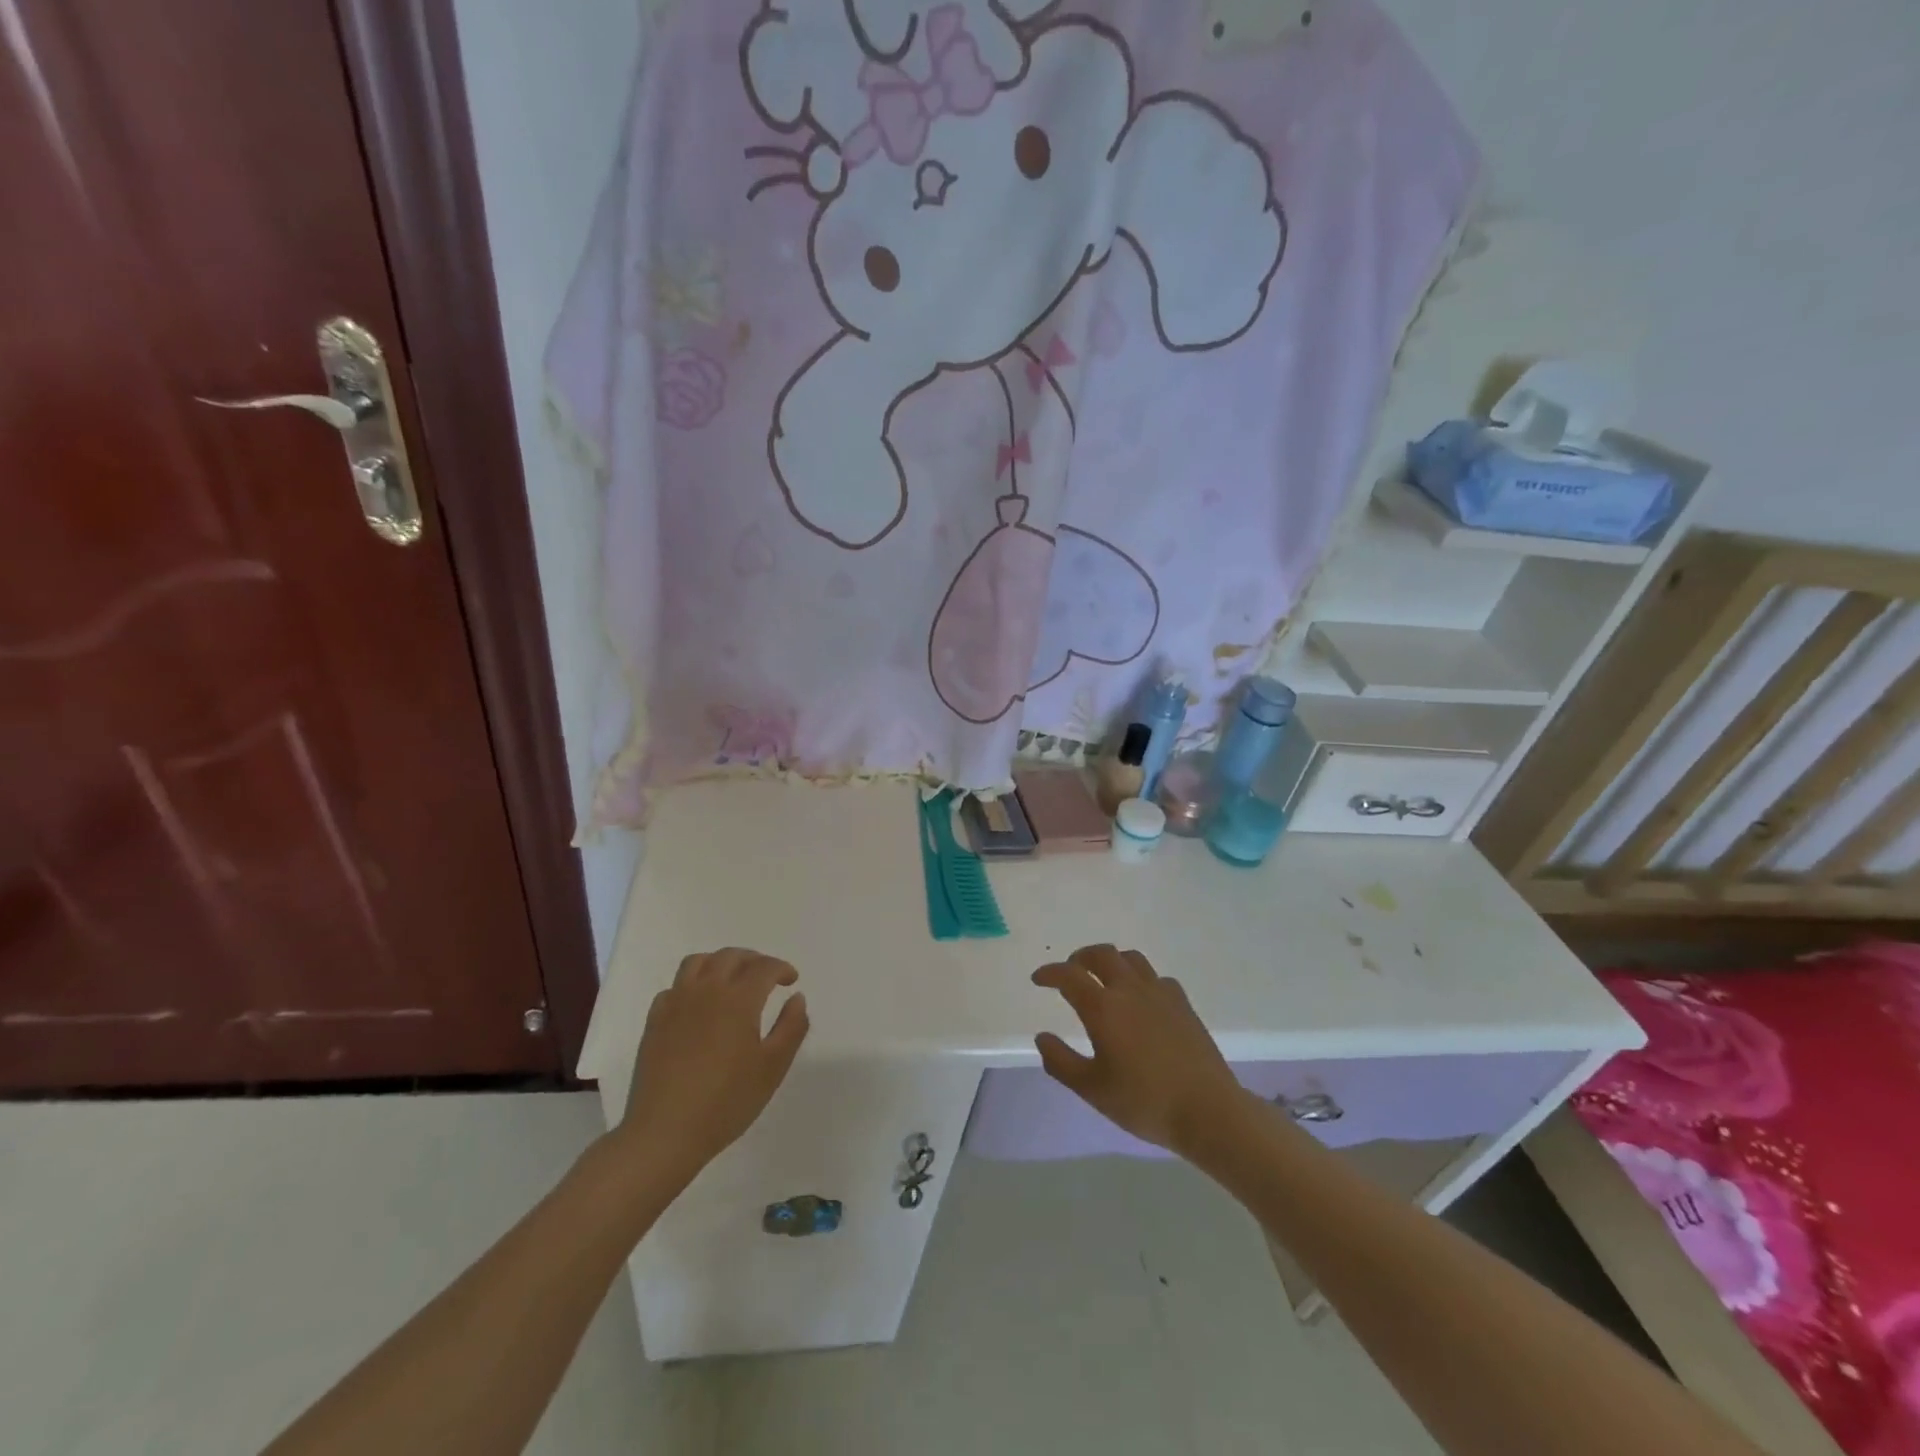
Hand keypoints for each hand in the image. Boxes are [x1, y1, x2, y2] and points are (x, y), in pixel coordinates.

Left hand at [613, 948, 808, 1183]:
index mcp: (738, 999)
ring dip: (720, 962)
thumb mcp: (773, 1067)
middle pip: (731, 956)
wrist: (665, 1132)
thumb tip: (796, 997)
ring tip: (731, 979)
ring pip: (698, 962)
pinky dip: (692, 985)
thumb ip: (791, 1027)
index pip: (764, 967)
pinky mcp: (655, 1021)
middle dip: (754, 959)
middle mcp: (706, 990)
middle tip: (767, 975)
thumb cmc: (726, 1101)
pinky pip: (675, 987)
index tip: (791, 980)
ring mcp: (676, 1003)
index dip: (781, 968)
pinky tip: (698, 1004)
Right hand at [1032, 945, 1247, 1156]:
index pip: (1069, 976)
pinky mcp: (1183, 1003)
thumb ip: (1061, 1061)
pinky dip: (1140, 978)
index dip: (1050, 973)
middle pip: (1102, 954)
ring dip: (1111, 961)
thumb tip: (1042, 1037)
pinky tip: (1141, 998)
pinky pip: (1156, 977)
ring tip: (1104, 978)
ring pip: (1131, 959)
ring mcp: (1160, 993)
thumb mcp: (1092, 1089)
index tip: (1038, 979)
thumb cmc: (1144, 1102)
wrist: (1207, 1110)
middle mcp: (1130, 989)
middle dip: (1080, 958)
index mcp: (1103, 1007)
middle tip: (1071, 971)